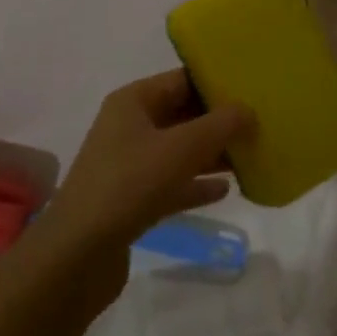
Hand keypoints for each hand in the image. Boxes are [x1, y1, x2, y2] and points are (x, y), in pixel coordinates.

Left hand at [45, 70, 254, 253]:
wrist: (77, 256)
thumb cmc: (130, 185)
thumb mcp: (181, 148)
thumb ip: (220, 125)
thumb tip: (249, 110)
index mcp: (133, 101)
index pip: (182, 80)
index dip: (217, 83)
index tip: (253, 89)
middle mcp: (129, 126)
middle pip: (182, 115)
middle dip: (219, 122)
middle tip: (259, 125)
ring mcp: (129, 165)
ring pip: (180, 151)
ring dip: (212, 154)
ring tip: (250, 156)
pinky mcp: (132, 200)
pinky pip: (173, 183)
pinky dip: (196, 184)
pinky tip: (226, 191)